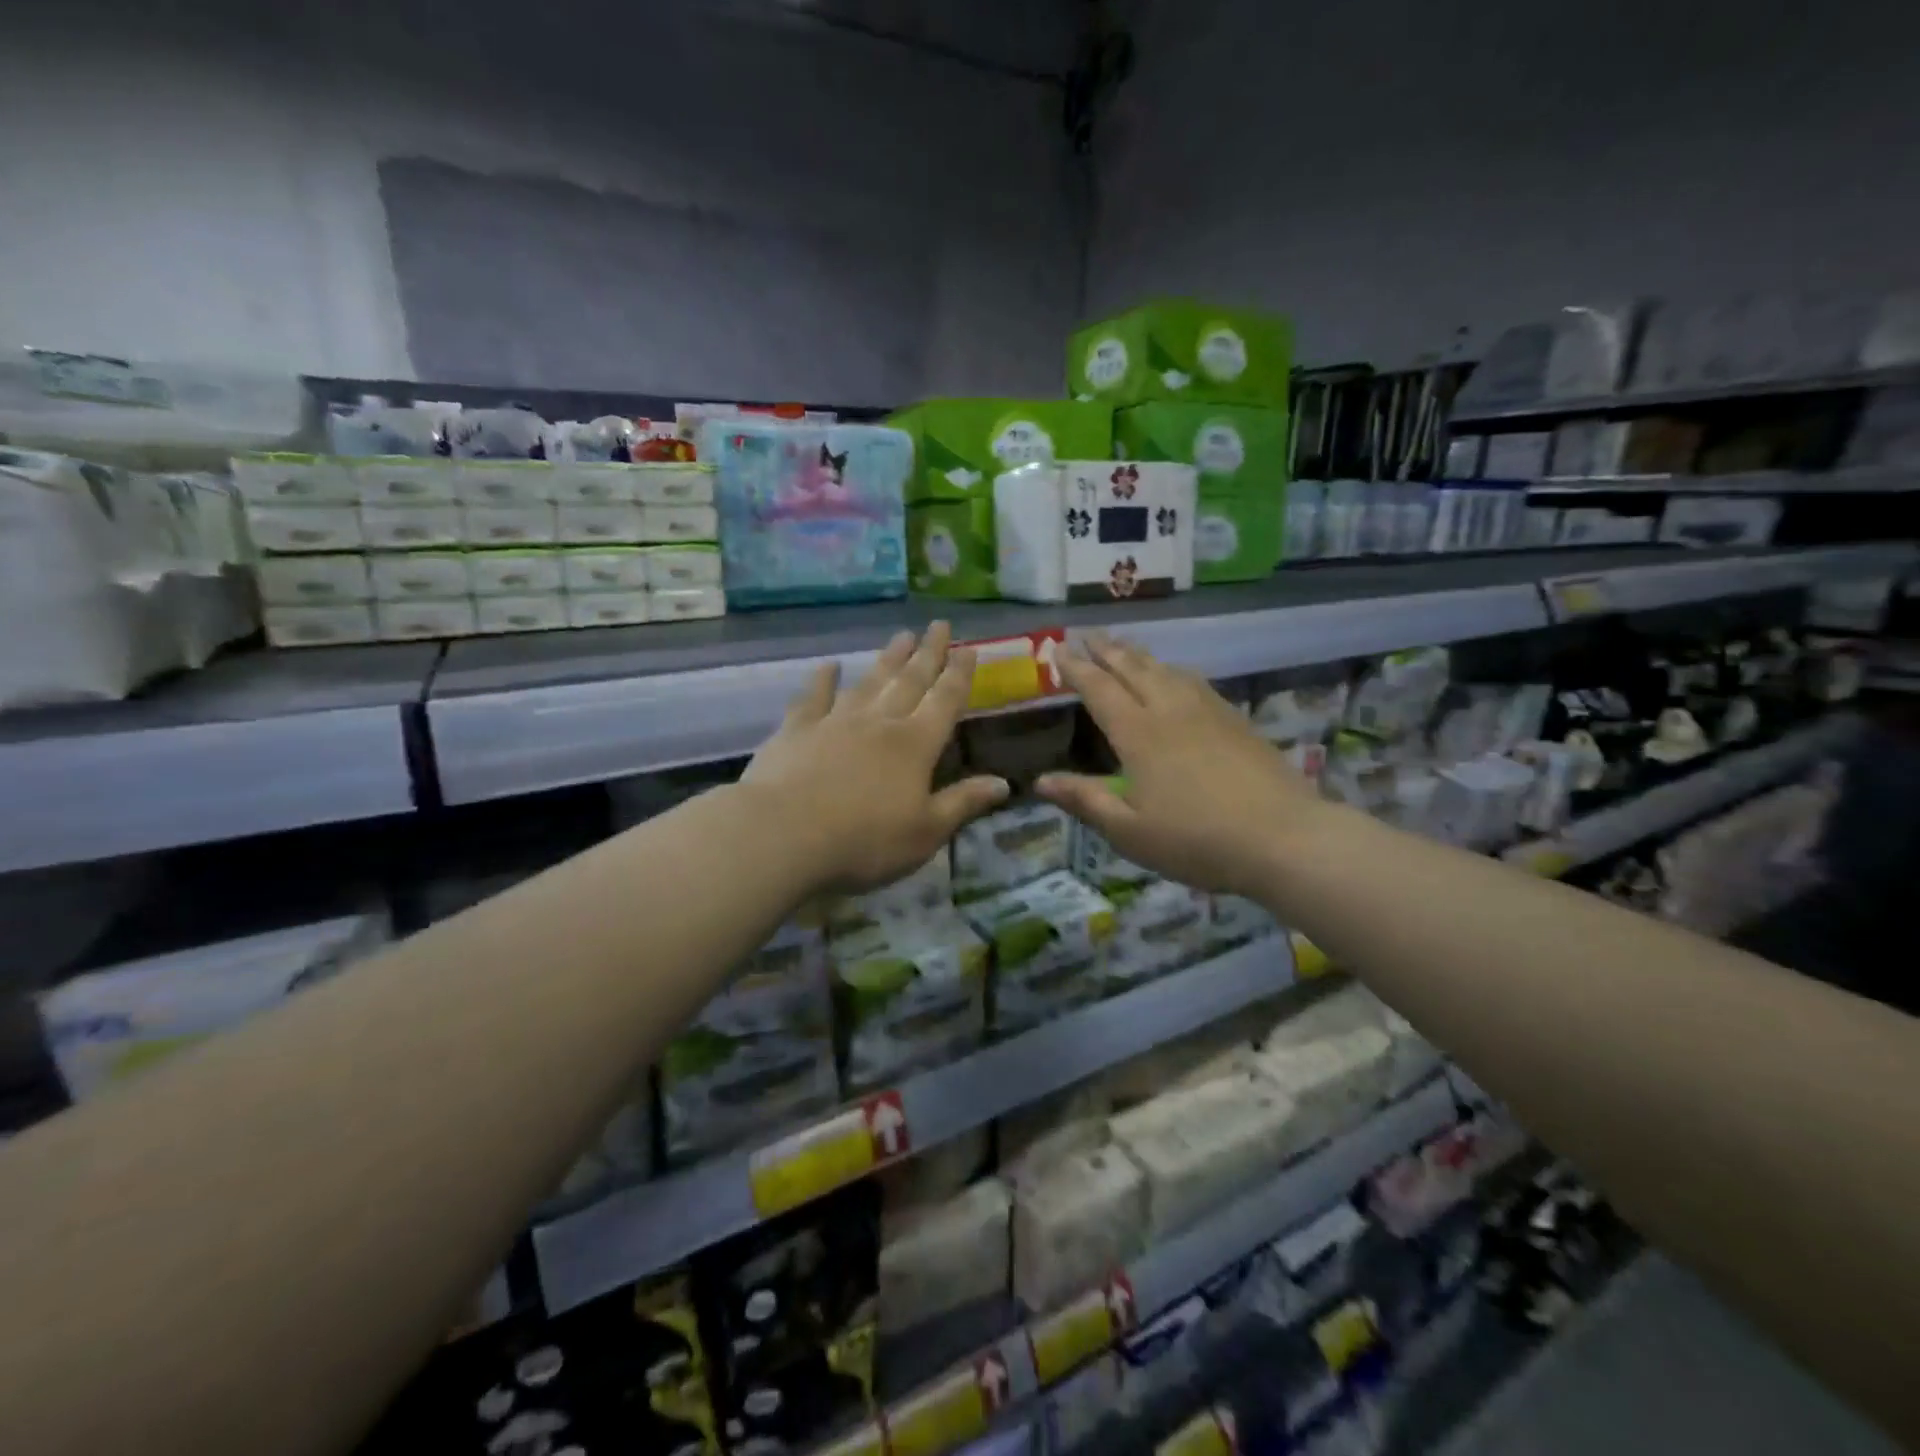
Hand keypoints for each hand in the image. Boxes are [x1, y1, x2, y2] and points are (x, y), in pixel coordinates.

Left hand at [742, 622, 1009, 892]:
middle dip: (928, 653)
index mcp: (915, 745)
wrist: (784, 835)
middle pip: (910, 681)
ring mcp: (835, 721)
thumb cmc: (865, 840)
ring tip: (901, 636)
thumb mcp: (926, 832)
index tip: (969, 649)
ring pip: (869, 682)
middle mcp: (880, 722)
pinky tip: (828, 666)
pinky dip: (822, 680)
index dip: (959, 675)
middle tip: (939, 626)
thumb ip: (963, 803)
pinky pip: (813, 698)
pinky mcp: (796, 730)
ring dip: (887, 659)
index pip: (945, 701)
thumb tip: (1003, 782)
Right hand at [1036, 634, 1325, 897]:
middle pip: (1133, 668)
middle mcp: (1170, 710)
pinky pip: (1194, 680)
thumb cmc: (1196, 840)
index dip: (1076, 669)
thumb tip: (1040, 780)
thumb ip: (1085, 800)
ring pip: (1166, 669)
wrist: (1284, 838)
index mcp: (1138, 733)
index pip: (1099, 689)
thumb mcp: (1129, 831)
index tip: (1057, 650)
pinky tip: (1176, 676)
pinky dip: (1172, 669)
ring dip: (1139, 654)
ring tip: (1124, 646)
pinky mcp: (1236, 719)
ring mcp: (1207, 710)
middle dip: (1106, 649)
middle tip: (1087, 634)